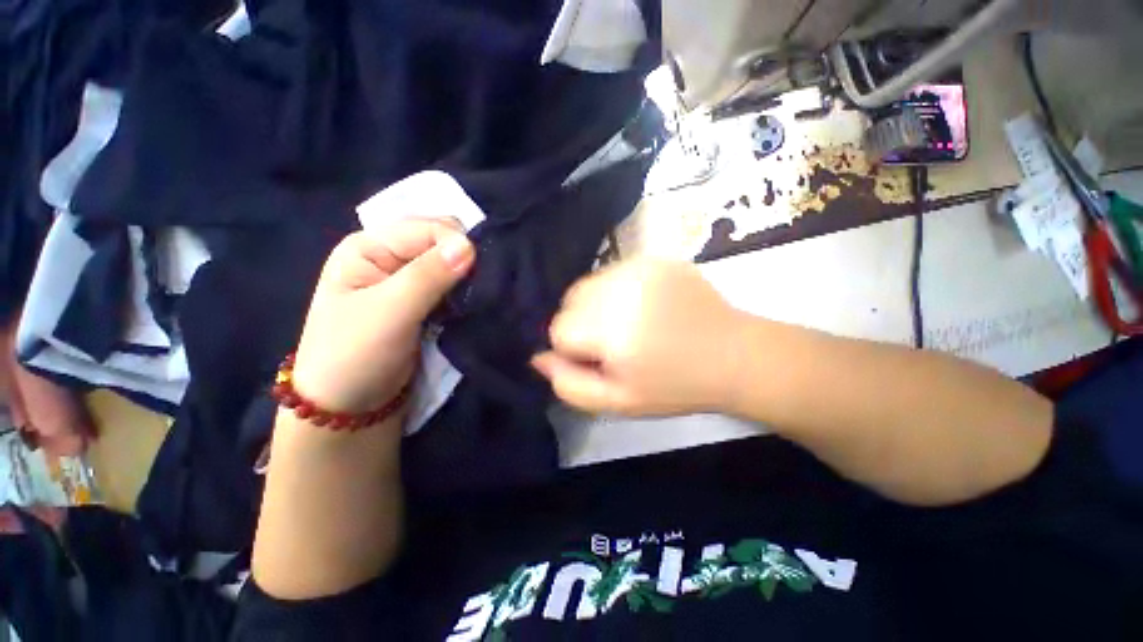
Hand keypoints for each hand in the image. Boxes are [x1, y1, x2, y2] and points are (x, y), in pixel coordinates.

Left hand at [292, 219, 474, 414]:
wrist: (348, 406)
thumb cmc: (355, 355)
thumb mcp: (388, 313)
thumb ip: (428, 276)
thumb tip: (469, 245)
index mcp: (370, 246)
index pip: (428, 228)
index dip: (457, 245)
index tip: (479, 274)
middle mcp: (391, 256)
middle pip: (442, 242)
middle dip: (465, 260)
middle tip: (481, 287)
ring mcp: (408, 280)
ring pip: (452, 265)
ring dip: (469, 279)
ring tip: (481, 297)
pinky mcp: (424, 302)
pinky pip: (454, 286)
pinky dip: (467, 293)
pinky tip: (474, 304)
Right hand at [532, 260, 743, 415]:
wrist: (734, 355)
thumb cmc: (675, 386)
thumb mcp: (619, 402)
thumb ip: (571, 385)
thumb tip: (539, 358)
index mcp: (612, 329)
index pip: (559, 329)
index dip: (574, 349)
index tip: (600, 359)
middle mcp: (621, 290)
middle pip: (569, 301)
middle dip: (581, 324)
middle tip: (614, 342)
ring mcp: (639, 267)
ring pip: (587, 284)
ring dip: (596, 305)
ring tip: (628, 323)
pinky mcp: (653, 258)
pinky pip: (612, 272)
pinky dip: (615, 290)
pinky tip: (643, 306)